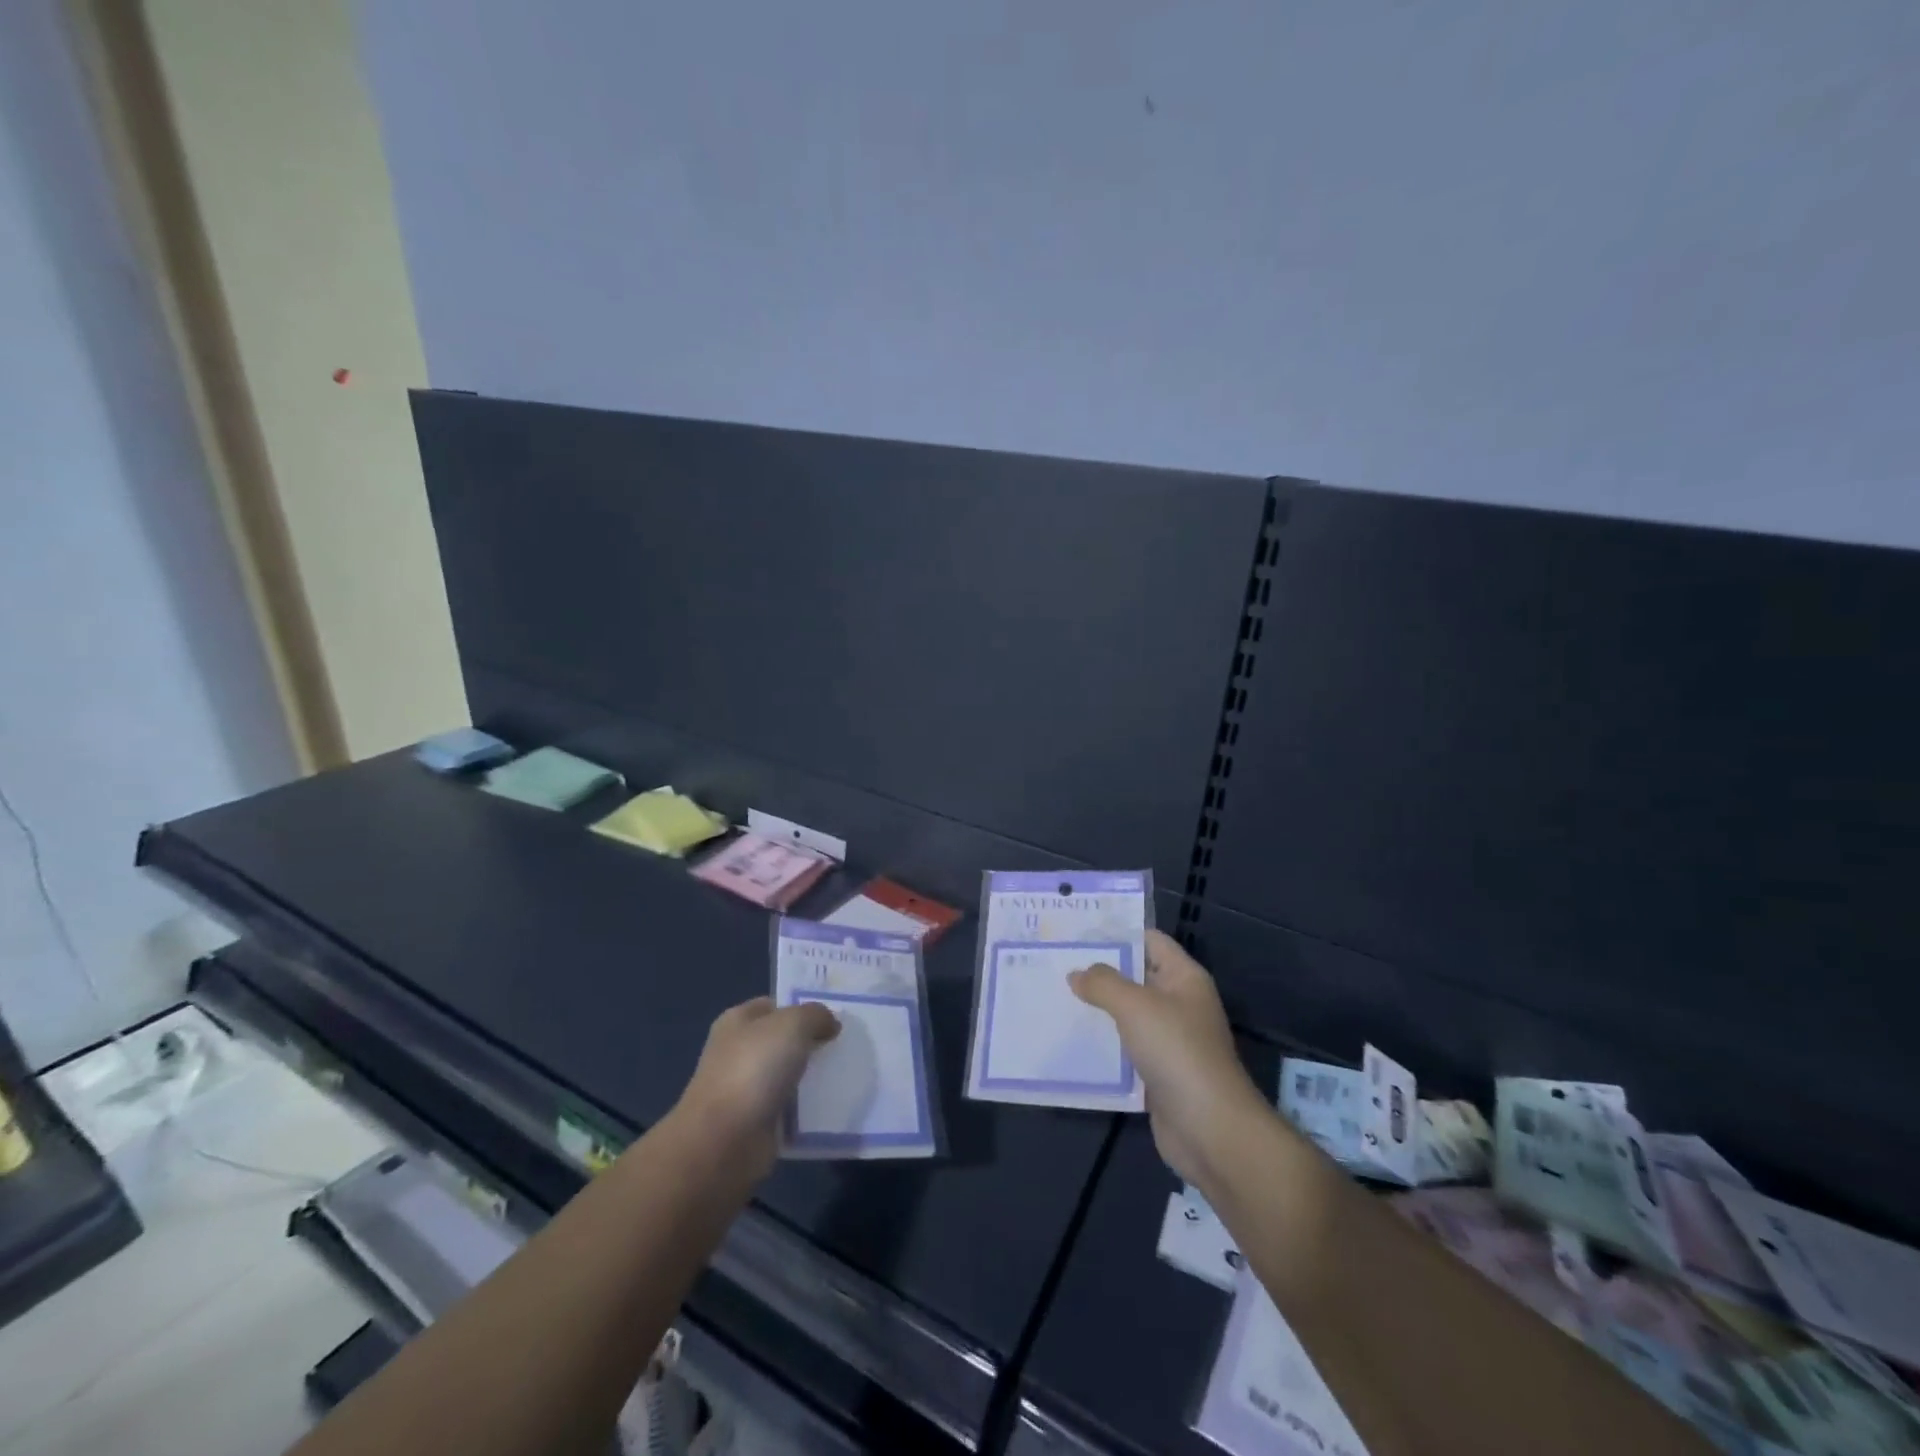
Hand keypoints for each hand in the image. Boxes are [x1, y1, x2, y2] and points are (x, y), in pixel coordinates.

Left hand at [675, 997, 839, 1174]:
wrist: (724, 1141)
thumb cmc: (754, 1068)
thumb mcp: (793, 1024)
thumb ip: (816, 1015)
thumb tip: (830, 1024)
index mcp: (737, 1021)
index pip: (775, 1005)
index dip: (803, 1007)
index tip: (835, 1016)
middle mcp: (738, 1051)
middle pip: (783, 1040)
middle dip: (812, 1041)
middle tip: (846, 1043)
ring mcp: (745, 1088)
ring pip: (789, 1074)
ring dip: (812, 1076)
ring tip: (846, 1073)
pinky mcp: (755, 1122)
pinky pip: (789, 1107)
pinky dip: (807, 1108)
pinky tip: (831, 1104)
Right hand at [1071, 930, 1268, 1189]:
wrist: (1210, 1129)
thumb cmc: (1177, 1052)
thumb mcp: (1136, 1006)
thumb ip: (1103, 983)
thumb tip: (1077, 974)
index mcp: (1184, 978)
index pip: (1149, 940)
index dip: (1117, 932)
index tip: (1076, 930)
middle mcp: (1179, 1003)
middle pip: (1135, 977)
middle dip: (1098, 971)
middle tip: (1055, 961)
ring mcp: (1169, 1039)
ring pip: (1126, 1014)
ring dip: (1096, 1008)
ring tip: (1053, 995)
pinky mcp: (1157, 1072)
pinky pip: (1124, 1048)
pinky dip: (1101, 1043)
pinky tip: (1069, 1038)